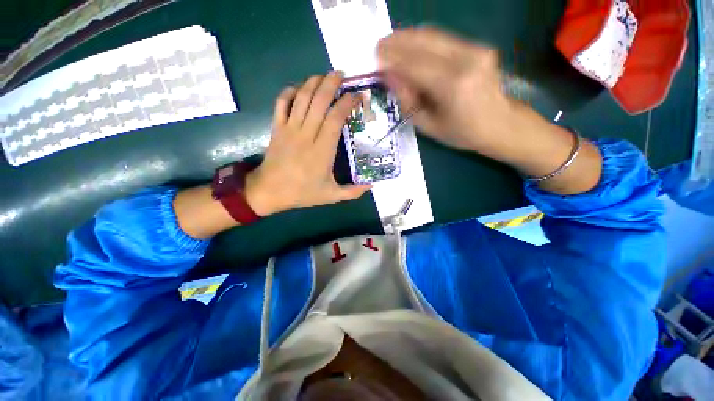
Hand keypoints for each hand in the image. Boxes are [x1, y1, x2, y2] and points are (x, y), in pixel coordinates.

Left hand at [245, 72, 370, 216]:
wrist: (270, 192)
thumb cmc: (302, 193)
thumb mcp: (331, 196)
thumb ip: (352, 192)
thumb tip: (371, 185)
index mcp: (322, 150)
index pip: (336, 117)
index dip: (348, 102)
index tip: (358, 97)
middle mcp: (306, 134)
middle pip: (319, 100)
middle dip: (332, 83)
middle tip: (342, 75)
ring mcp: (289, 129)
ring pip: (302, 97)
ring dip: (314, 82)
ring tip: (324, 76)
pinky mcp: (277, 128)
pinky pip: (281, 103)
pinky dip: (289, 91)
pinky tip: (299, 88)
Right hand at [378, 27, 602, 194]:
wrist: (500, 125)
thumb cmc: (461, 132)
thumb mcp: (428, 125)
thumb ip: (407, 100)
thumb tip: (389, 76)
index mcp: (452, 86)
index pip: (414, 65)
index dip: (392, 59)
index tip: (375, 58)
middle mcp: (465, 60)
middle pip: (423, 42)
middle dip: (397, 41)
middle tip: (379, 46)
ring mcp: (475, 49)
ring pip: (433, 35)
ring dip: (409, 37)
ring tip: (391, 43)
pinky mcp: (478, 46)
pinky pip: (443, 39)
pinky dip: (423, 41)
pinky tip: (411, 46)